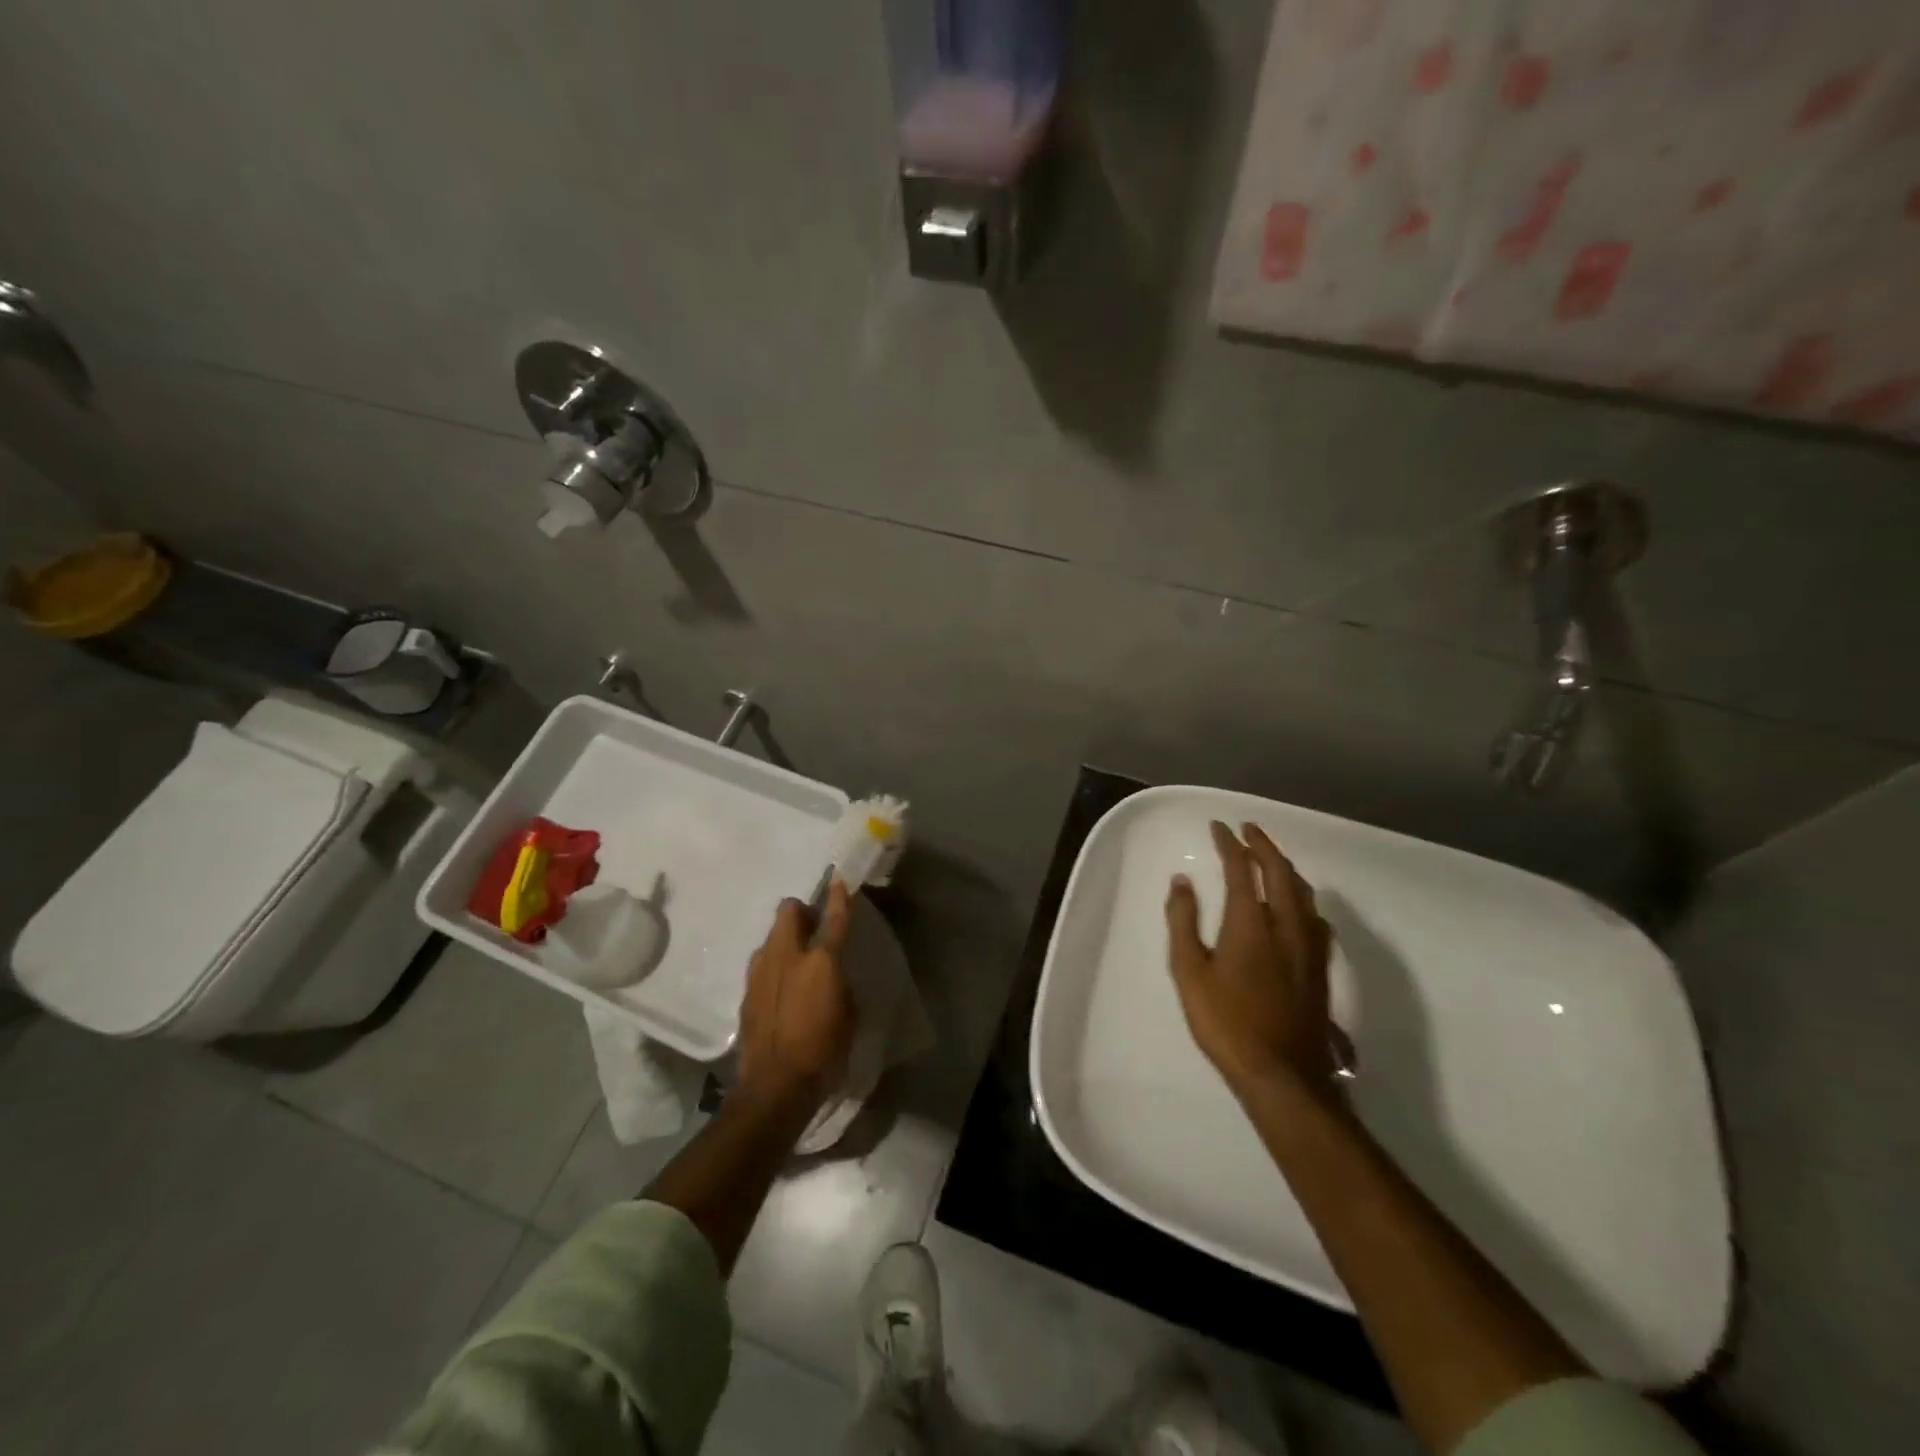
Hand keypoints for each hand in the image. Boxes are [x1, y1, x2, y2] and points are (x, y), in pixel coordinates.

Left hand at [735, 878, 857, 1112]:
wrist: (774, 1088)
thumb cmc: (823, 1054)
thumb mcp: (849, 1017)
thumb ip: (841, 985)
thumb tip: (833, 977)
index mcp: (821, 961)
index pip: (834, 918)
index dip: (839, 897)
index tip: (839, 880)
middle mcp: (787, 957)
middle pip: (788, 911)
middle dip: (801, 911)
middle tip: (814, 927)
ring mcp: (761, 972)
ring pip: (771, 936)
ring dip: (785, 938)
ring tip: (796, 960)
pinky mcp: (746, 992)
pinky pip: (762, 963)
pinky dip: (773, 965)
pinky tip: (781, 988)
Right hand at [1165, 821, 1335, 1099]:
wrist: (1282, 1074)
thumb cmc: (1226, 1022)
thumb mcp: (1189, 972)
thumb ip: (1183, 922)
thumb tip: (1182, 882)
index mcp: (1251, 923)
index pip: (1242, 869)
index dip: (1230, 844)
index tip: (1219, 827)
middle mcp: (1286, 925)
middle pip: (1280, 872)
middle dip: (1264, 845)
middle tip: (1248, 829)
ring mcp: (1309, 946)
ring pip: (1302, 892)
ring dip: (1285, 868)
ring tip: (1270, 859)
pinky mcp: (1320, 967)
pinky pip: (1314, 916)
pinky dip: (1301, 897)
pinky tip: (1298, 907)